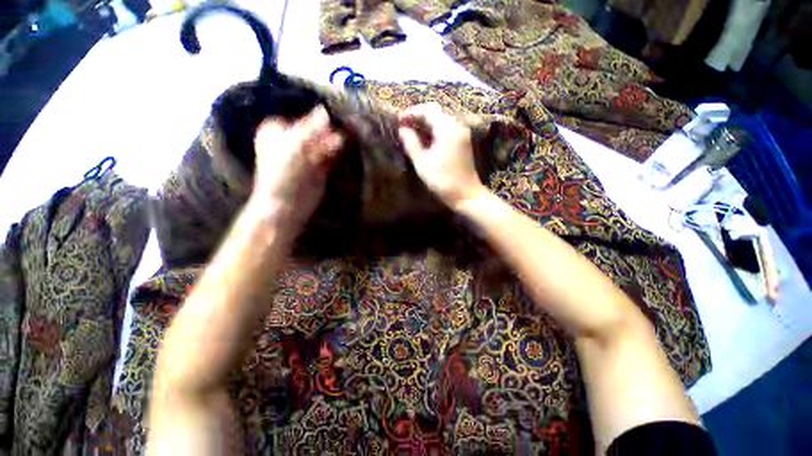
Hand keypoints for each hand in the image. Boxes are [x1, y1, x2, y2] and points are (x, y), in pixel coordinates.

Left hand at [251, 105, 344, 228]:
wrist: (286, 207)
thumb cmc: (282, 175)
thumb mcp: (292, 148)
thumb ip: (310, 129)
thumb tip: (326, 109)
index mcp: (279, 129)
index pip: (302, 114)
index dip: (320, 112)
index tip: (339, 109)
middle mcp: (293, 138)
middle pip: (316, 127)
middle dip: (332, 125)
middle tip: (351, 121)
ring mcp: (307, 152)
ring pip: (325, 140)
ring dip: (338, 137)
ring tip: (353, 131)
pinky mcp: (320, 165)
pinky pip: (331, 152)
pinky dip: (339, 149)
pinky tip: (349, 143)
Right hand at [398, 103, 487, 209]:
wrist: (466, 195)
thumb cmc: (442, 180)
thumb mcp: (422, 162)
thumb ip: (411, 143)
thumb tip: (403, 129)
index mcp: (447, 128)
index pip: (428, 110)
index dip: (412, 113)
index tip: (399, 120)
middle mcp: (457, 126)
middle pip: (437, 113)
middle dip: (419, 116)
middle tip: (404, 124)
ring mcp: (462, 134)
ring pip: (443, 120)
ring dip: (427, 123)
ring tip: (412, 131)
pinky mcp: (464, 143)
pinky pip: (448, 129)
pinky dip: (435, 130)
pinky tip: (426, 139)